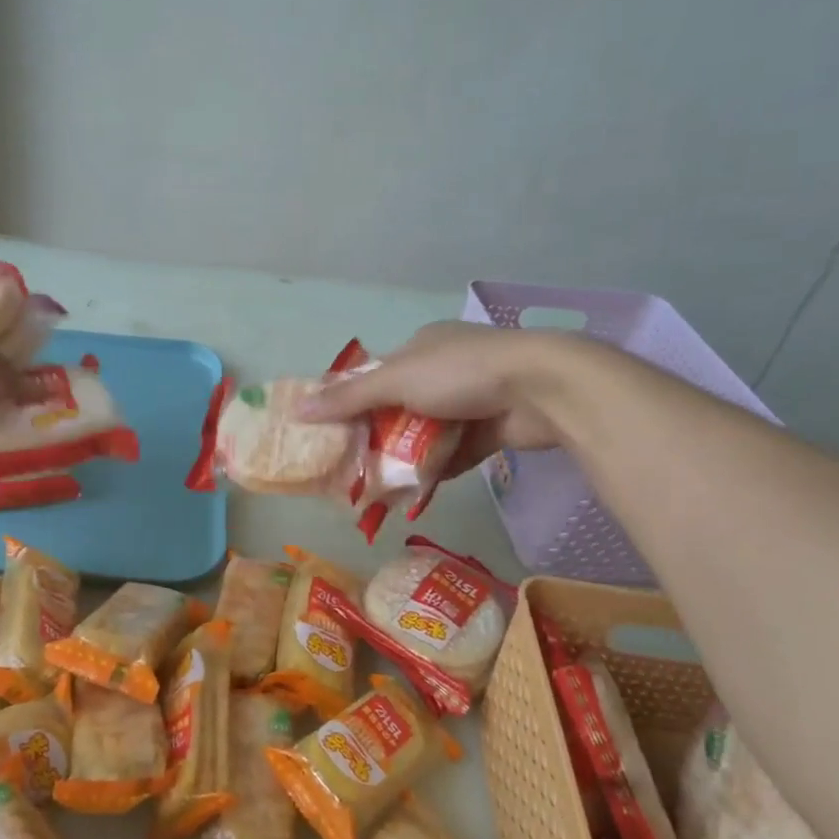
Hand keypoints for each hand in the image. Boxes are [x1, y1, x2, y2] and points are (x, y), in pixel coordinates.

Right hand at [298, 322, 569, 474]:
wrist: (540, 390)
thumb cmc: (461, 373)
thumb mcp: (396, 381)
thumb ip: (349, 398)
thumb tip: (298, 409)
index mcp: (421, 347)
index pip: (377, 375)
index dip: (352, 402)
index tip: (332, 433)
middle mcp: (444, 370)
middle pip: (399, 407)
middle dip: (377, 435)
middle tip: (350, 467)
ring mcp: (470, 400)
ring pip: (426, 432)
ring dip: (405, 456)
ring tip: (377, 486)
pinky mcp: (490, 430)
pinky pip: (453, 452)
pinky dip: (435, 468)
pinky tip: (412, 490)